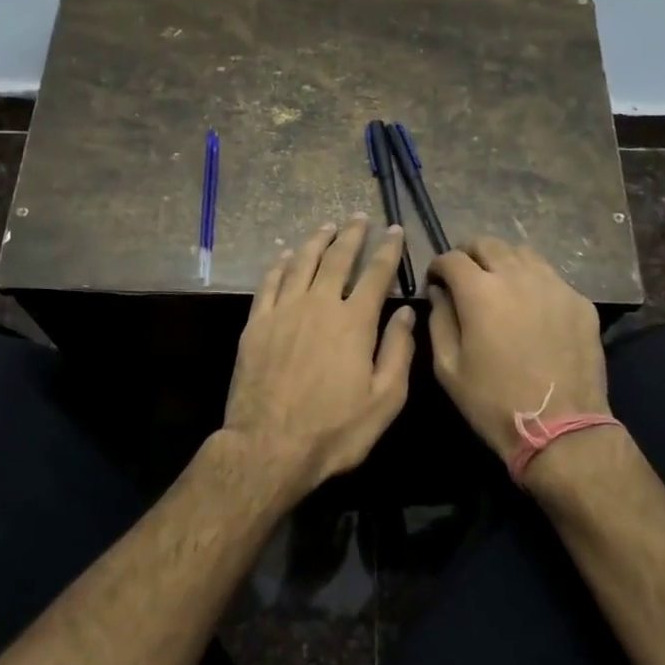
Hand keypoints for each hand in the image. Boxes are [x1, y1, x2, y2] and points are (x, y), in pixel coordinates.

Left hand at [221, 216, 416, 495]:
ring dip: (316, 240)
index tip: (395, 230)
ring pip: (302, 262)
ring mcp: (283, 311)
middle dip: (352, 235)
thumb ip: (398, 352)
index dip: (388, 249)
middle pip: (337, 258)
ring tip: (327, 225)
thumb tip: (408, 313)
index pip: (376, 274)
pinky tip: (285, 254)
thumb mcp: (384, 400)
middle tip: (360, 217)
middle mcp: (319, 304)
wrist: (267, 447)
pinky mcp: (256, 323)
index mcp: (354, 322)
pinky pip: (269, 282)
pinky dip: (279, 263)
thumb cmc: (334, 430)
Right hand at [427, 238, 607, 462]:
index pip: (452, 258)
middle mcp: (517, 277)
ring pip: (523, 253)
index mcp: (480, 291)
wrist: (562, 429)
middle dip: (469, 254)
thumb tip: (439, 293)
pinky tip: (531, 307)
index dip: (438, 266)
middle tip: (464, 276)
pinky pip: (551, 277)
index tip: (436, 281)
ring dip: (503, 262)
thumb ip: (439, 321)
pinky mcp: (580, 302)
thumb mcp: (448, 368)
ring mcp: (554, 286)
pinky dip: (533, 282)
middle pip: (489, 243)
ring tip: (499, 285)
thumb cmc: (493, 402)